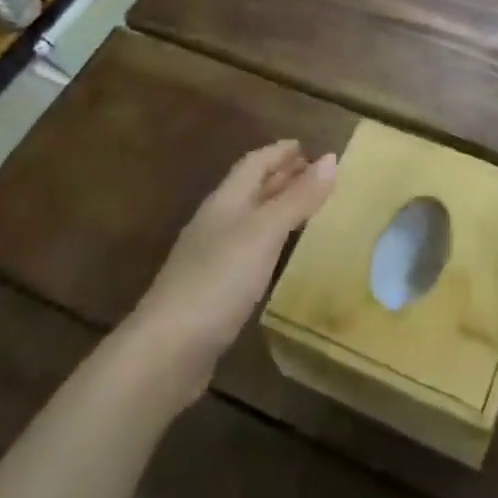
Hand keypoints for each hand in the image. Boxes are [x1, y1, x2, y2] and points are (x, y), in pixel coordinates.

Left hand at [127, 141, 335, 408]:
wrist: (167, 351)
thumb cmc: (218, 280)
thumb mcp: (264, 232)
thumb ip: (297, 198)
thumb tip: (330, 158)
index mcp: (225, 202)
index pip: (253, 164)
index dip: (279, 152)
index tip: (306, 146)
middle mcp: (216, 223)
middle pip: (250, 189)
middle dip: (280, 176)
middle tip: (313, 173)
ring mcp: (210, 258)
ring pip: (248, 220)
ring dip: (275, 208)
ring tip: (304, 207)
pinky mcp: (212, 291)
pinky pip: (247, 251)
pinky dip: (268, 242)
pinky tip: (277, 255)